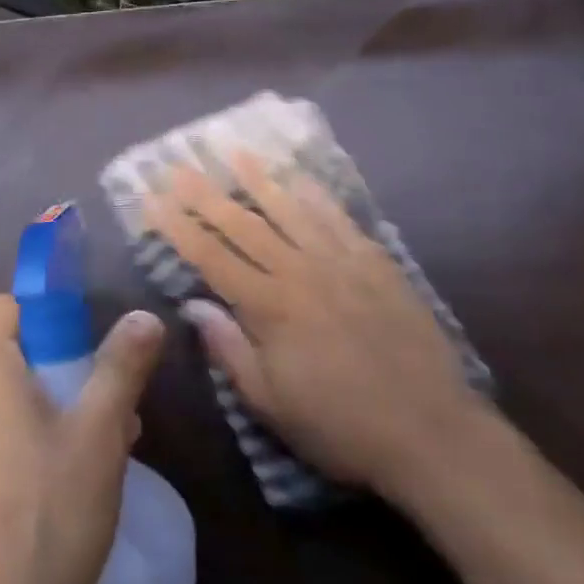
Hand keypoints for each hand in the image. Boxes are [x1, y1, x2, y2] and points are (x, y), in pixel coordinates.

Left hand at [0, 295, 165, 583]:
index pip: (1, 308)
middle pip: (5, 367)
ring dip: (34, 425)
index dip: (36, 310)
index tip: (74, 335)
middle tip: (98, 417)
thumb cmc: (45, 515)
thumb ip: (120, 370)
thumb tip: (144, 315)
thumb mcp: (98, 438)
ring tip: (80, 468)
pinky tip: (40, 510)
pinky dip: (8, 464)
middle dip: (53, 380)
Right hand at [145, 152, 486, 505]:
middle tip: (179, 165)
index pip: (210, 256)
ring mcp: (339, 262)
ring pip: (289, 209)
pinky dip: (315, 194)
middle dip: (205, 193)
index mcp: (269, 307)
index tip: (151, 199)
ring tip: (234, 151)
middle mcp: (299, 272)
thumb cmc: (341, 426)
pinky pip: (338, 218)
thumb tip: (194, 305)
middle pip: (242, 224)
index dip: (177, 226)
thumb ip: (229, 349)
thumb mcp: (272, 403)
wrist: (432, 433)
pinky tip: (299, 177)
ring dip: (258, 179)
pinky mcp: (375, 262)